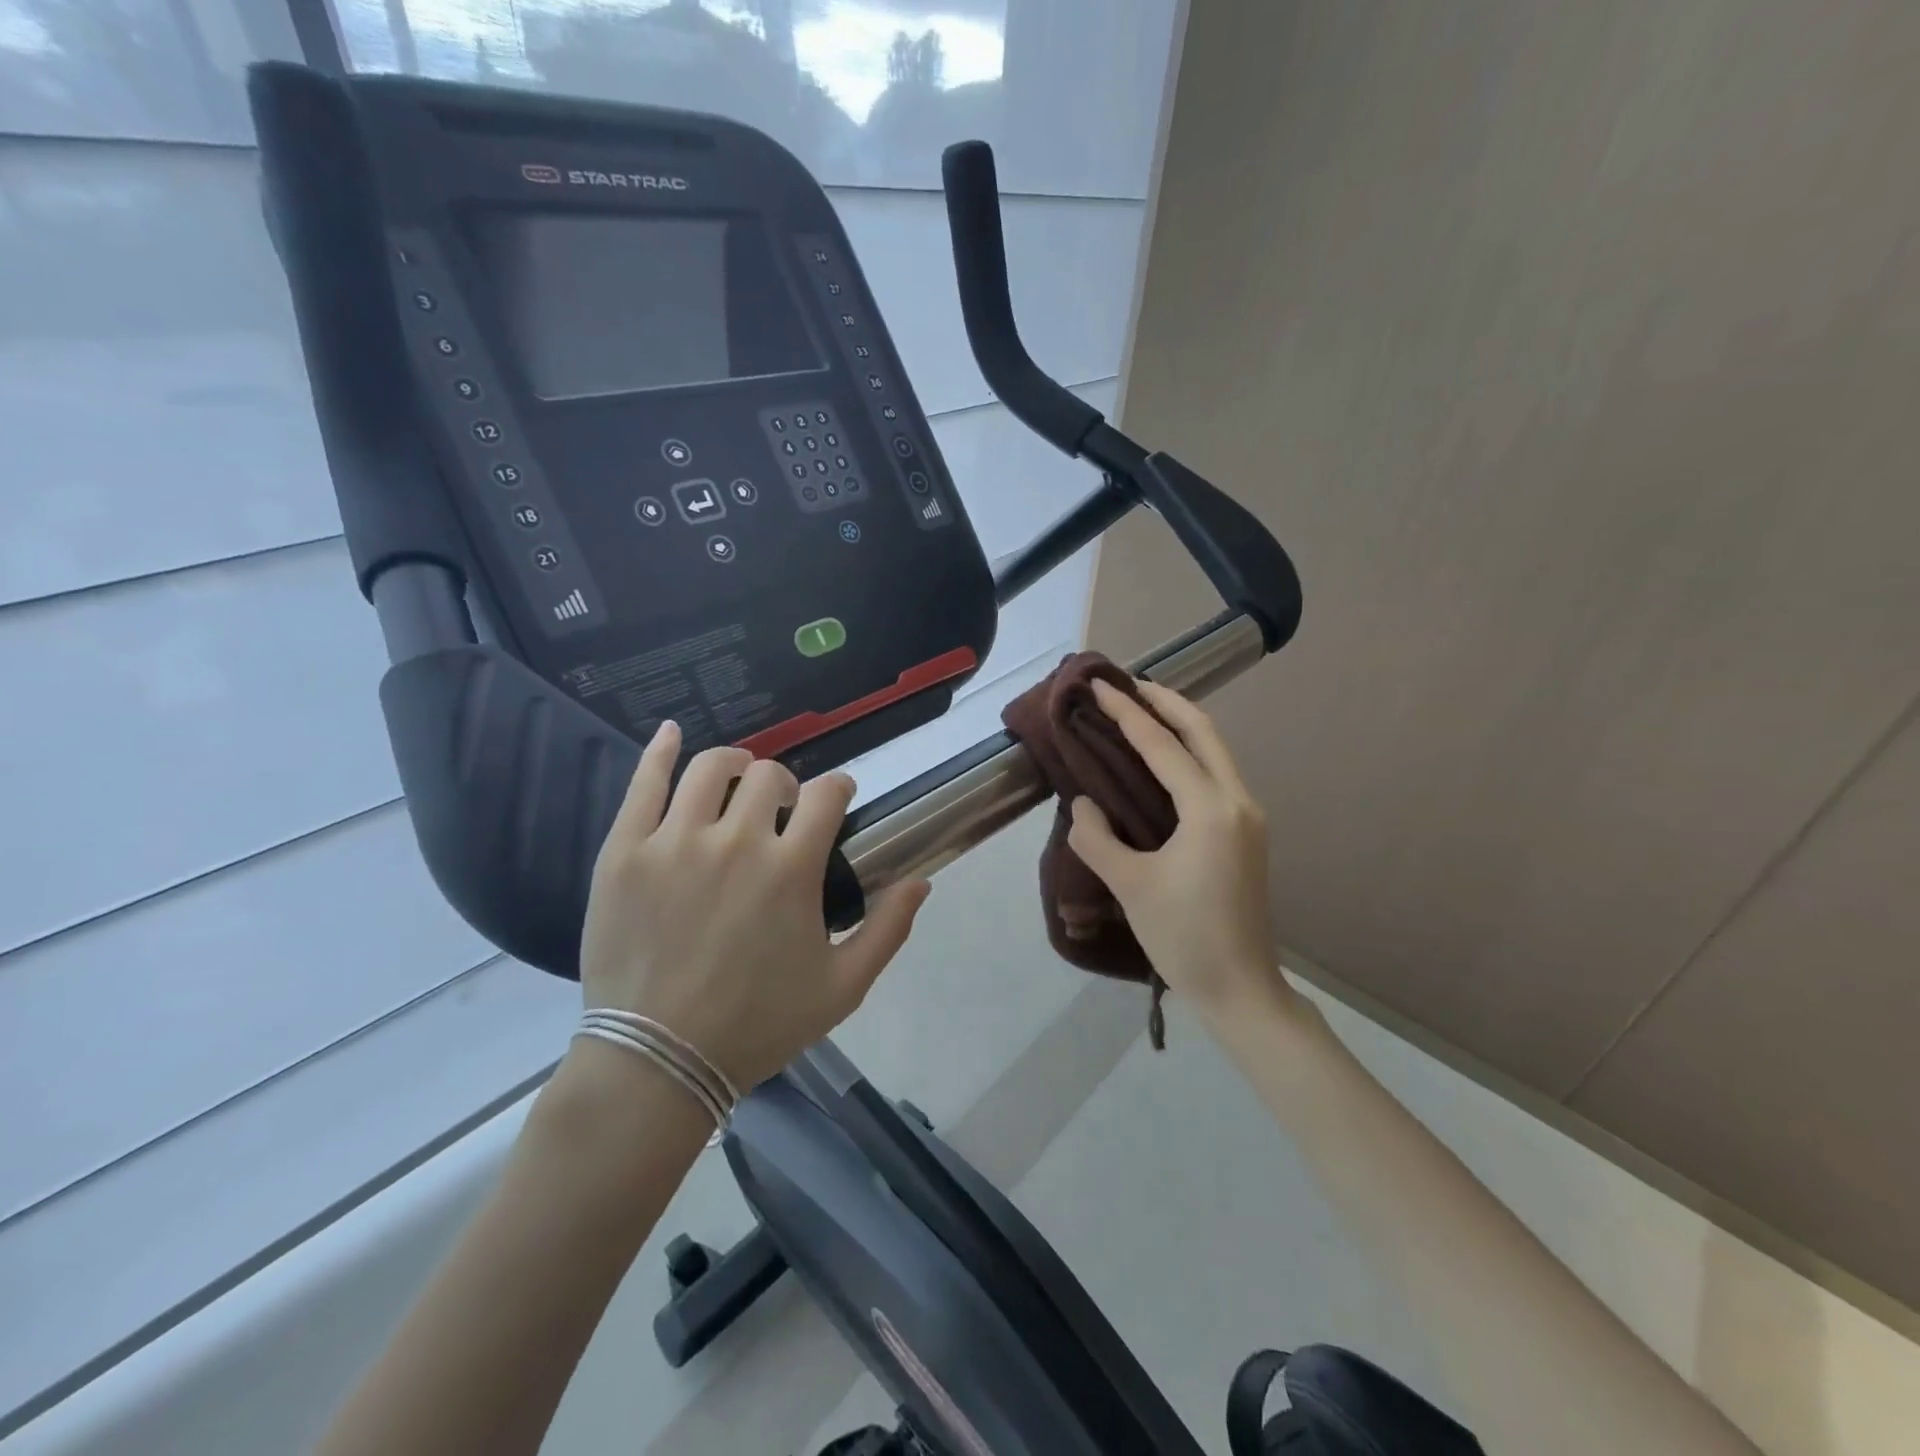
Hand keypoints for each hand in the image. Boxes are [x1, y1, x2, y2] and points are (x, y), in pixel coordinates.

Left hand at [577, 721, 930, 1091]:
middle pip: (771, 775)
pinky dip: (660, 751)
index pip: (828, 795)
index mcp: (790, 869)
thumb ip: (888, 930)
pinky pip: (643, 783)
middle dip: (788, 784)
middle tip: (784, 809)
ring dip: (736, 763)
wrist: (658, 1062)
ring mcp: (674, 842)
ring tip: (737, 778)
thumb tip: (922, 880)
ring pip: (711, 768)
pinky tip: (671, 734)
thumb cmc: (757, 1025)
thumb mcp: (843, 987)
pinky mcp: (625, 851)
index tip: (837, 799)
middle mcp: (736, 841)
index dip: (839, 788)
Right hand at [1066, 680, 1296, 1022]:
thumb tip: (1084, 804)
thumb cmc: (1184, 937)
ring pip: (1215, 751)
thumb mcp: (1130, 886)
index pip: (1163, 745)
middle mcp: (1237, 800)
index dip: (1127, 713)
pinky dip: (1189, 753)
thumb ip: (1097, 837)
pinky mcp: (1246, 833)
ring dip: (1180, 724)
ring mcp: (1247, 817)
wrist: (1240, 989)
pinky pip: (1216, 774)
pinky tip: (1164, 759)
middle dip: (1166, 701)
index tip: (1100, 685)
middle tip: (1128, 683)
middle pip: (1204, 731)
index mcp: (1210, 809)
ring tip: (1142, 710)